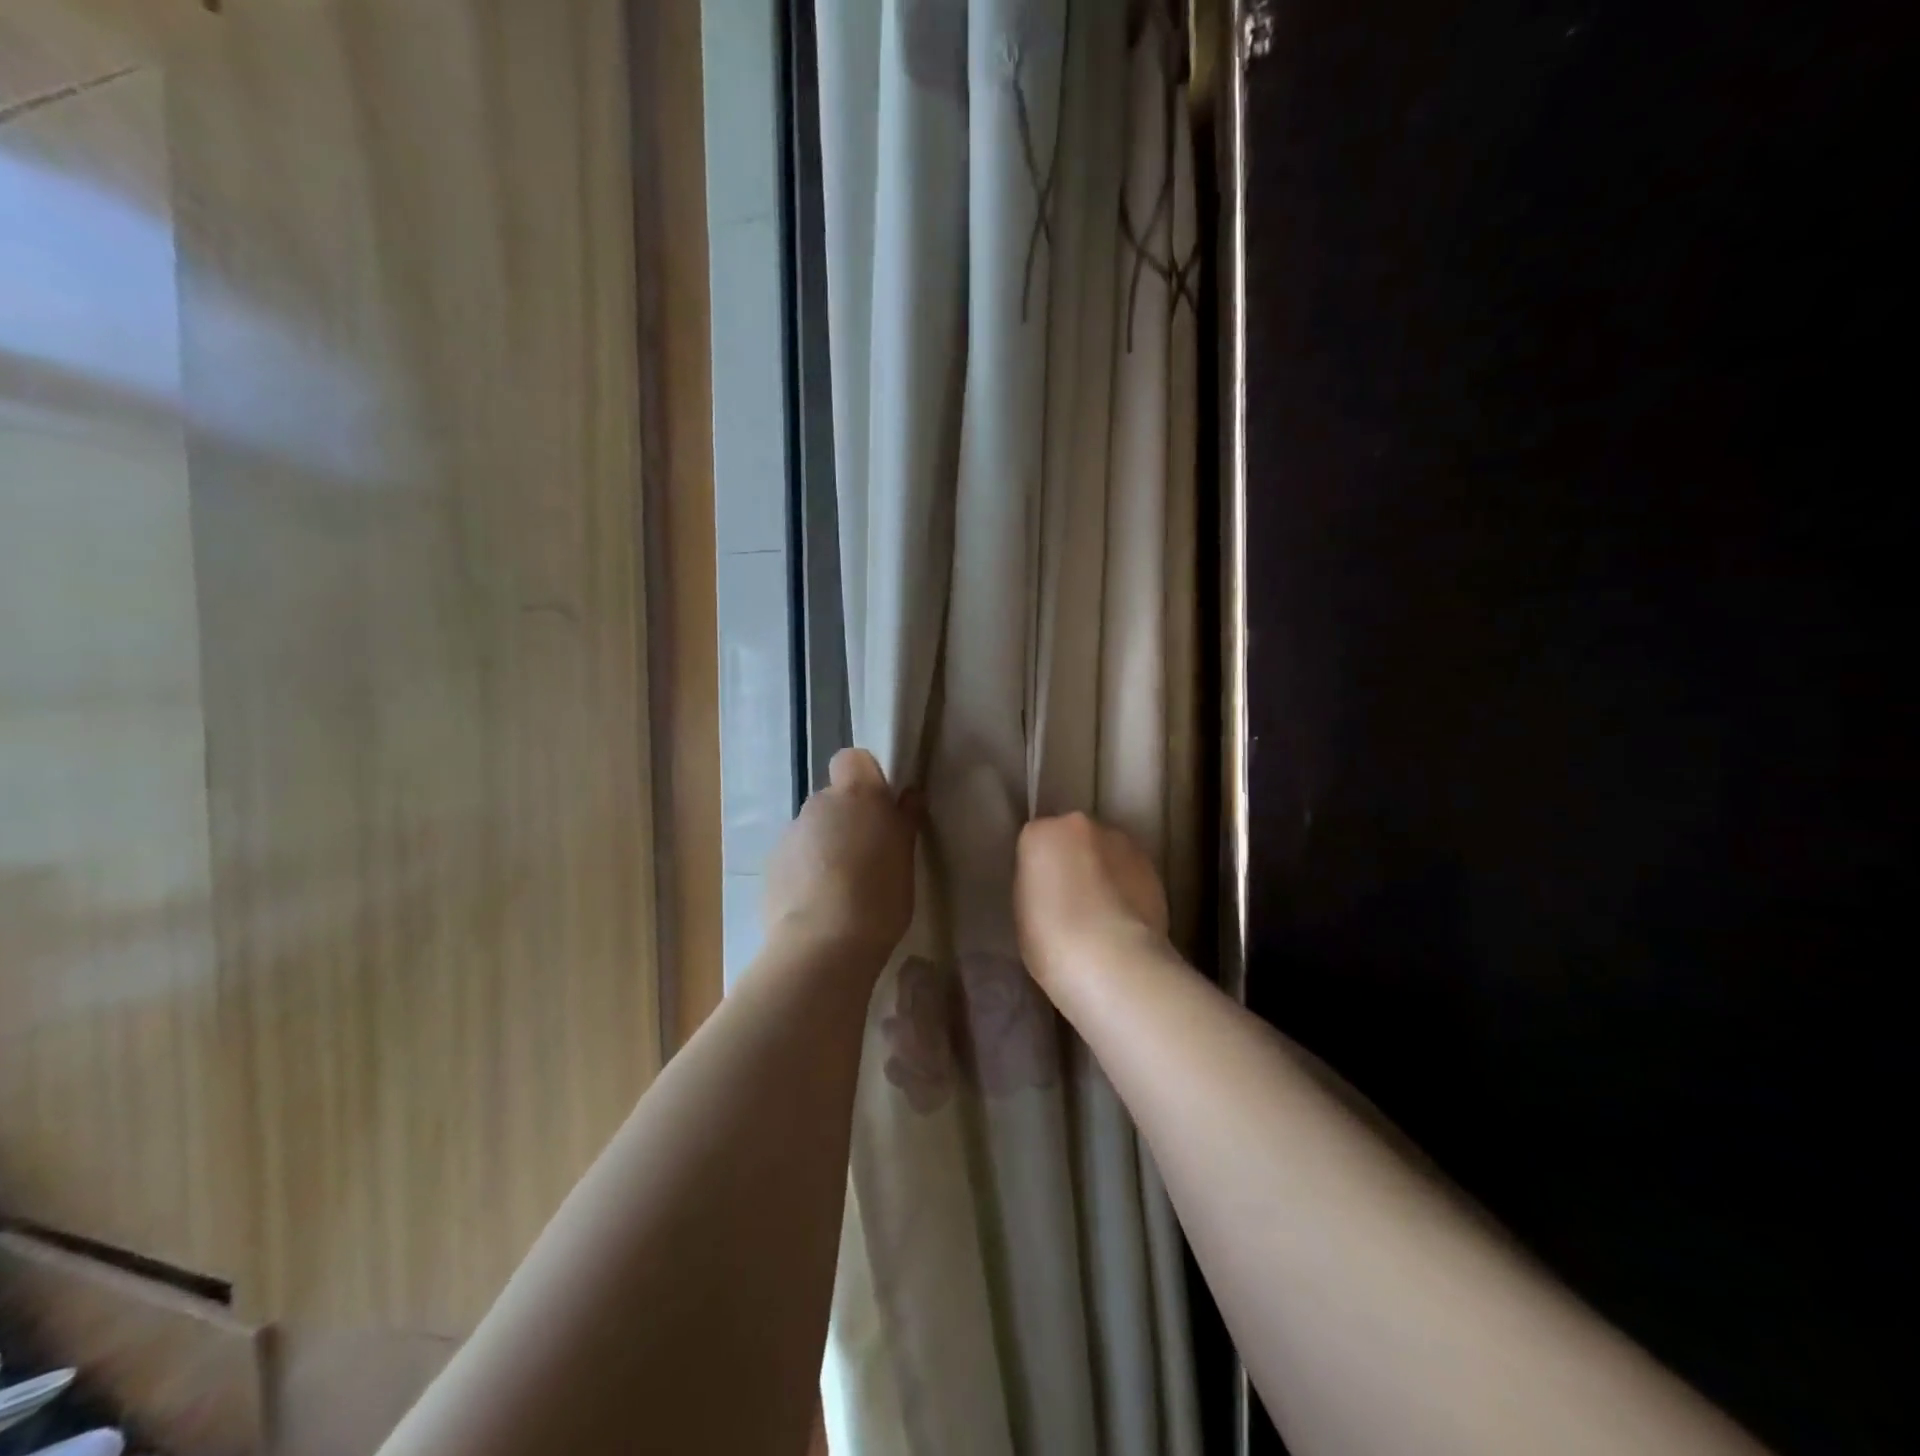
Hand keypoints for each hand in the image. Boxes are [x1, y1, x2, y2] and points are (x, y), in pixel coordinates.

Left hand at [764, 747, 918, 964]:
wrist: (822, 945)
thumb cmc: (878, 897)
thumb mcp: (905, 859)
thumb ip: (904, 821)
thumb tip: (909, 795)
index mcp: (856, 795)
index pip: (853, 760)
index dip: (866, 778)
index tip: (880, 808)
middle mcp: (819, 804)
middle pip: (834, 799)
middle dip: (847, 820)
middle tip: (867, 858)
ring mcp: (790, 834)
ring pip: (813, 830)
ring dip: (826, 847)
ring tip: (842, 889)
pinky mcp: (771, 865)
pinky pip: (795, 857)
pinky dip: (806, 872)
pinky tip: (818, 905)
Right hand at [1014, 812, 1169, 997]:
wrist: (1113, 962)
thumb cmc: (1051, 941)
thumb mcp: (1022, 912)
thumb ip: (1036, 885)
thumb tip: (1052, 886)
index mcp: (1040, 833)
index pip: (1036, 840)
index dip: (1039, 867)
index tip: (1040, 893)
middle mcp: (1081, 825)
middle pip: (1073, 837)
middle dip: (1072, 860)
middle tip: (1069, 899)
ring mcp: (1121, 842)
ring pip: (1106, 851)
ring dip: (1102, 870)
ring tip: (1101, 913)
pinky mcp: (1152, 865)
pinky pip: (1130, 871)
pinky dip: (1126, 887)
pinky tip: (1123, 919)